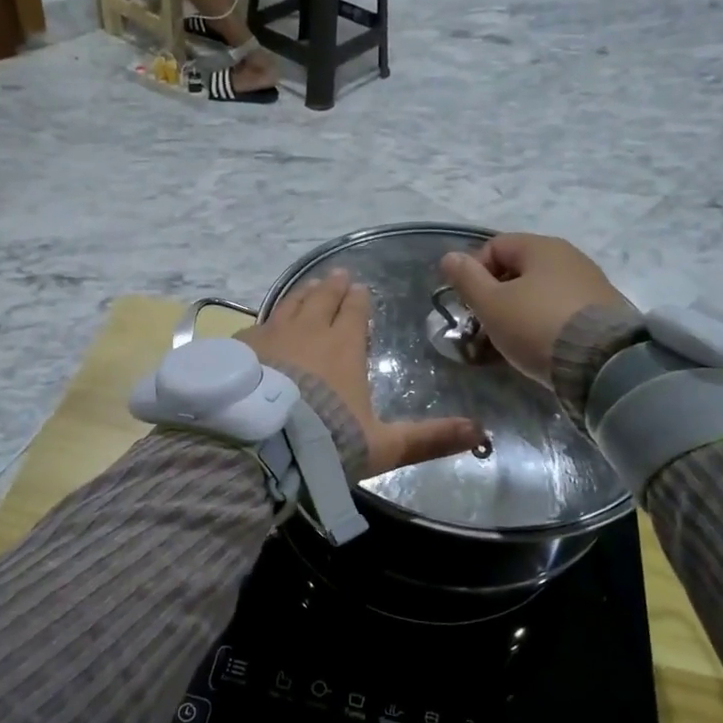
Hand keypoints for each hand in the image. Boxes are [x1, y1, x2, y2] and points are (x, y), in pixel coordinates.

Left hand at [238, 269, 478, 476]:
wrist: (260, 445)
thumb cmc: (327, 442)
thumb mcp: (384, 446)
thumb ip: (429, 438)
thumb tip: (481, 433)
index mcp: (343, 347)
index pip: (354, 313)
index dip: (359, 300)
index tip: (360, 288)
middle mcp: (308, 333)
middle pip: (321, 300)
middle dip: (332, 287)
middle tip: (338, 276)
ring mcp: (270, 337)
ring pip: (290, 305)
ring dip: (302, 294)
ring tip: (309, 288)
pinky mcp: (241, 349)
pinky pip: (258, 325)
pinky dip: (268, 320)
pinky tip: (264, 325)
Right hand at [439, 235, 632, 387]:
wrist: (604, 362)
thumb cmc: (537, 326)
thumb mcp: (491, 304)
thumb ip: (467, 279)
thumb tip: (450, 256)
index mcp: (540, 247)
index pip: (495, 246)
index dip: (473, 271)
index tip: (467, 303)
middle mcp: (569, 256)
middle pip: (520, 268)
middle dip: (497, 293)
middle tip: (485, 323)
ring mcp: (591, 282)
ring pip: (541, 290)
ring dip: (520, 309)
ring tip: (511, 338)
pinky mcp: (604, 310)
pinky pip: (562, 308)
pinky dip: (545, 321)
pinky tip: (541, 344)